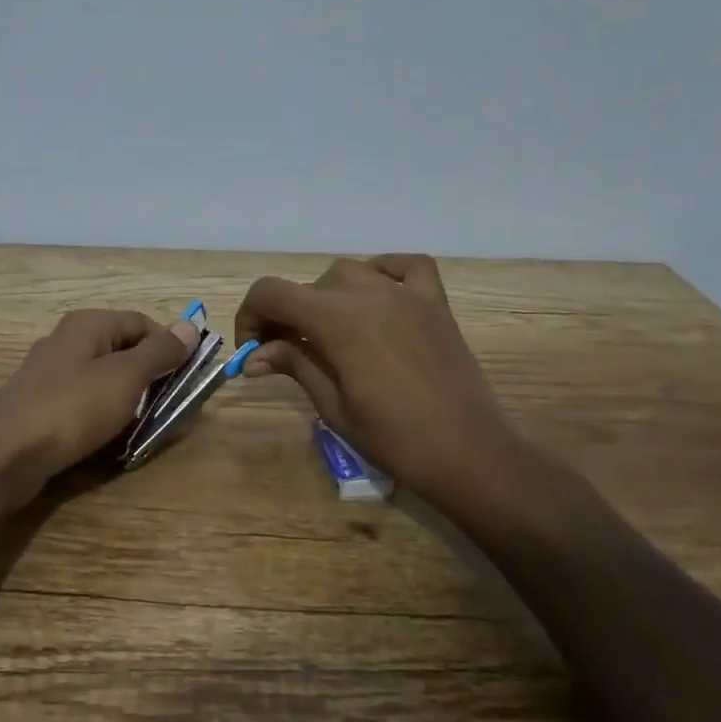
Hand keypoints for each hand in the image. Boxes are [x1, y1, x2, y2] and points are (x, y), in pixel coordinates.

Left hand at [0, 309, 199, 492]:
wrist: (3, 455)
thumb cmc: (72, 408)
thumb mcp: (126, 377)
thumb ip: (159, 352)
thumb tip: (190, 326)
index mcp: (88, 324)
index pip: (142, 322)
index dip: (170, 346)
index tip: (190, 377)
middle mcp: (67, 341)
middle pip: (122, 350)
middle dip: (150, 376)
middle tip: (172, 405)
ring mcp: (50, 375)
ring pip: (103, 379)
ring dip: (128, 399)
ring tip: (146, 425)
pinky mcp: (40, 406)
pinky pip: (83, 403)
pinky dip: (102, 416)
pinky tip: (110, 437)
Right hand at [235, 255, 526, 511]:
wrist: (470, 455)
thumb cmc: (395, 440)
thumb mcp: (333, 407)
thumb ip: (295, 366)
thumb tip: (254, 355)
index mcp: (336, 320)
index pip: (272, 293)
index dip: (250, 316)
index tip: (252, 350)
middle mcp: (368, 294)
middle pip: (308, 287)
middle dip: (286, 315)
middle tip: (285, 354)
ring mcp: (406, 294)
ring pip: (349, 273)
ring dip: (327, 297)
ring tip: (330, 334)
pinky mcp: (435, 304)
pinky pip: (406, 266)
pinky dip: (384, 271)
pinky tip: (378, 296)